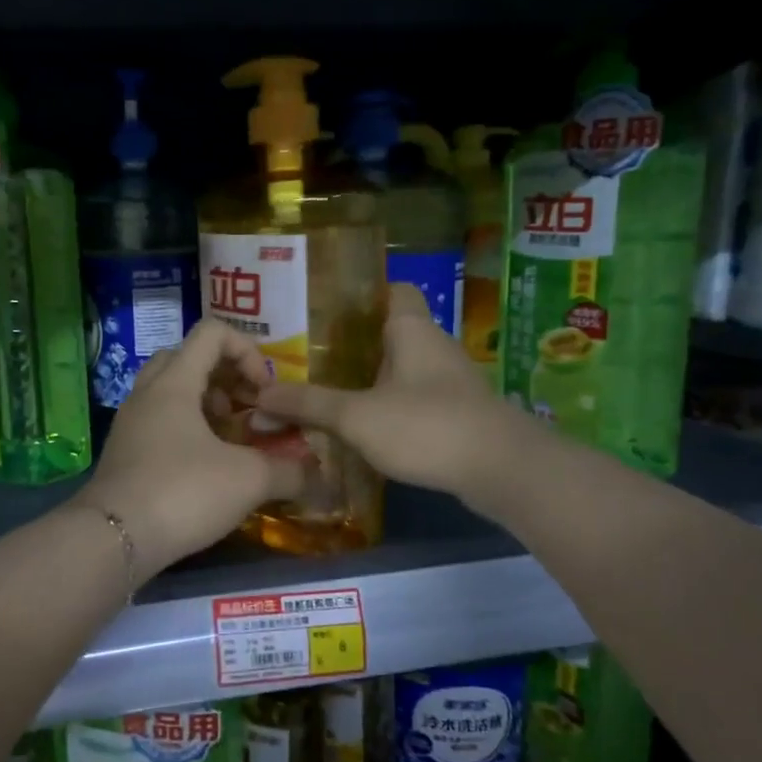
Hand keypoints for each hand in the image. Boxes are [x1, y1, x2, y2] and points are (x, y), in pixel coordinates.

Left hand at [75, 319, 308, 581]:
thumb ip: (288, 471)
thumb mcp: (247, 480)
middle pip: (186, 358)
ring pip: (169, 391)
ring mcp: (130, 423)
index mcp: (174, 382)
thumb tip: (318, 475)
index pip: (212, 333)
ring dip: (204, 404)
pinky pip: (158, 422)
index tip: (264, 391)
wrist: (113, 538)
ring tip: (230, 439)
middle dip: (223, 376)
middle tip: (244, 409)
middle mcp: (147, 393)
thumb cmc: (182, 492)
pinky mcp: (123, 452)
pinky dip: (185, 430)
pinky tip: (206, 467)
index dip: (247, 351)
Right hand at [257, 284, 505, 497]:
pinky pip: (414, 399)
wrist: (501, 471)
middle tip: (307, 356)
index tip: (323, 309)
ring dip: (369, 379)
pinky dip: (388, 407)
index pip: (392, 290)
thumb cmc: (426, 425)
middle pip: (389, 332)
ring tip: (324, 391)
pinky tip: (361, 427)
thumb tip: (259, 396)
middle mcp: (433, 346)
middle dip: (352, 344)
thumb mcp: (356, 416)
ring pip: (401, 369)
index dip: (361, 294)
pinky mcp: (457, 414)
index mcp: (411, 329)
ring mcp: (449, 382)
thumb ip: (308, 404)